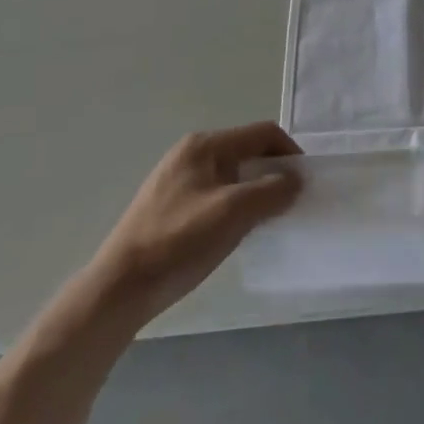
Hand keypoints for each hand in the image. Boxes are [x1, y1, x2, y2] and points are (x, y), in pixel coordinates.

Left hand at [93, 122, 302, 314]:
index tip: (305, 182)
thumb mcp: (232, 213)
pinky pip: (217, 195)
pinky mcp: (171, 207)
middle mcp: (191, 154)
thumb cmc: (178, 242)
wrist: (118, 289)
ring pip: (233, 177)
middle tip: (290, 203)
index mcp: (205, 145)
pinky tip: (237, 233)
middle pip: (248, 153)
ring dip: (255, 193)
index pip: (262, 134)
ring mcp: (179, 181)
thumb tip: (296, 180)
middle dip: (273, 174)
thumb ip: (271, 191)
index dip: (289, 153)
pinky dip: (235, 207)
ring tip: (267, 221)